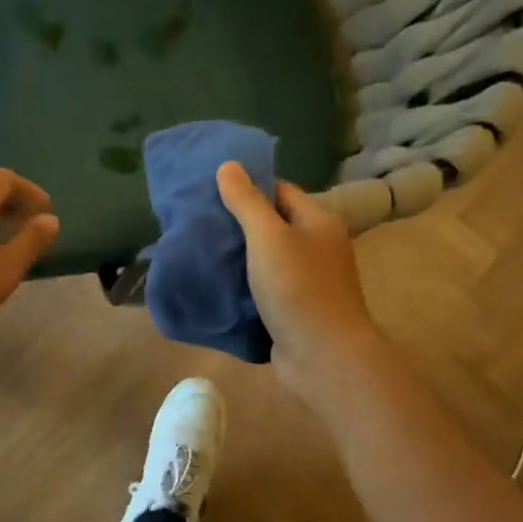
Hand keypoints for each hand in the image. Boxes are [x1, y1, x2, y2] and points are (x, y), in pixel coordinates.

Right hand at [216, 162, 379, 400]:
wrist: (322, 356)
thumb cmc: (297, 288)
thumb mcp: (267, 237)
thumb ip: (246, 202)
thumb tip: (228, 165)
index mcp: (318, 222)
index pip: (280, 191)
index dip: (249, 188)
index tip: (212, 192)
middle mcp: (318, 248)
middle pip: (273, 225)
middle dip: (238, 225)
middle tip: (200, 223)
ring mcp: (308, 281)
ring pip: (267, 260)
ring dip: (238, 258)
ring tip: (201, 252)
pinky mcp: (295, 310)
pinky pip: (265, 289)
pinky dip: (244, 287)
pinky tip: (217, 286)